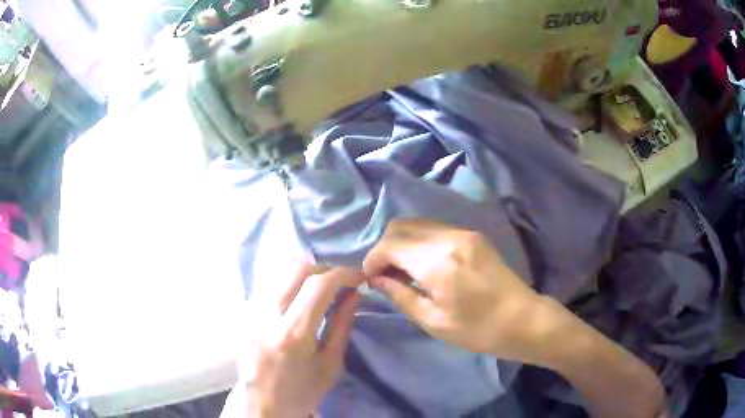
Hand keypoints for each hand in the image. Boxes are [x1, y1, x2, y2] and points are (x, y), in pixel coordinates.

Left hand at [223, 258, 363, 417]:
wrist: (261, 403)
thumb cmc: (301, 392)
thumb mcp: (330, 365)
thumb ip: (342, 326)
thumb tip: (354, 294)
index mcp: (293, 334)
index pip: (319, 285)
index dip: (343, 274)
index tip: (358, 277)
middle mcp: (266, 314)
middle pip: (297, 268)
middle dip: (325, 268)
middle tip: (341, 281)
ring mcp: (250, 310)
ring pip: (280, 271)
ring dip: (306, 272)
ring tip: (322, 286)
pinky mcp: (243, 311)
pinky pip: (269, 283)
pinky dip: (289, 281)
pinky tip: (299, 295)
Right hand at [363, 219, 544, 360]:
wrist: (522, 320)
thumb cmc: (477, 329)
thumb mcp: (432, 320)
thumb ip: (399, 294)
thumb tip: (375, 278)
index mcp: (437, 262)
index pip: (389, 245)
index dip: (372, 260)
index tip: (369, 279)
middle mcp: (448, 237)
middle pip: (400, 226)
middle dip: (384, 248)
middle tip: (385, 275)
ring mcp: (463, 232)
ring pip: (417, 224)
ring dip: (402, 243)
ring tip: (403, 271)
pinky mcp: (473, 235)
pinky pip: (435, 229)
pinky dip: (420, 242)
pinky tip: (423, 265)